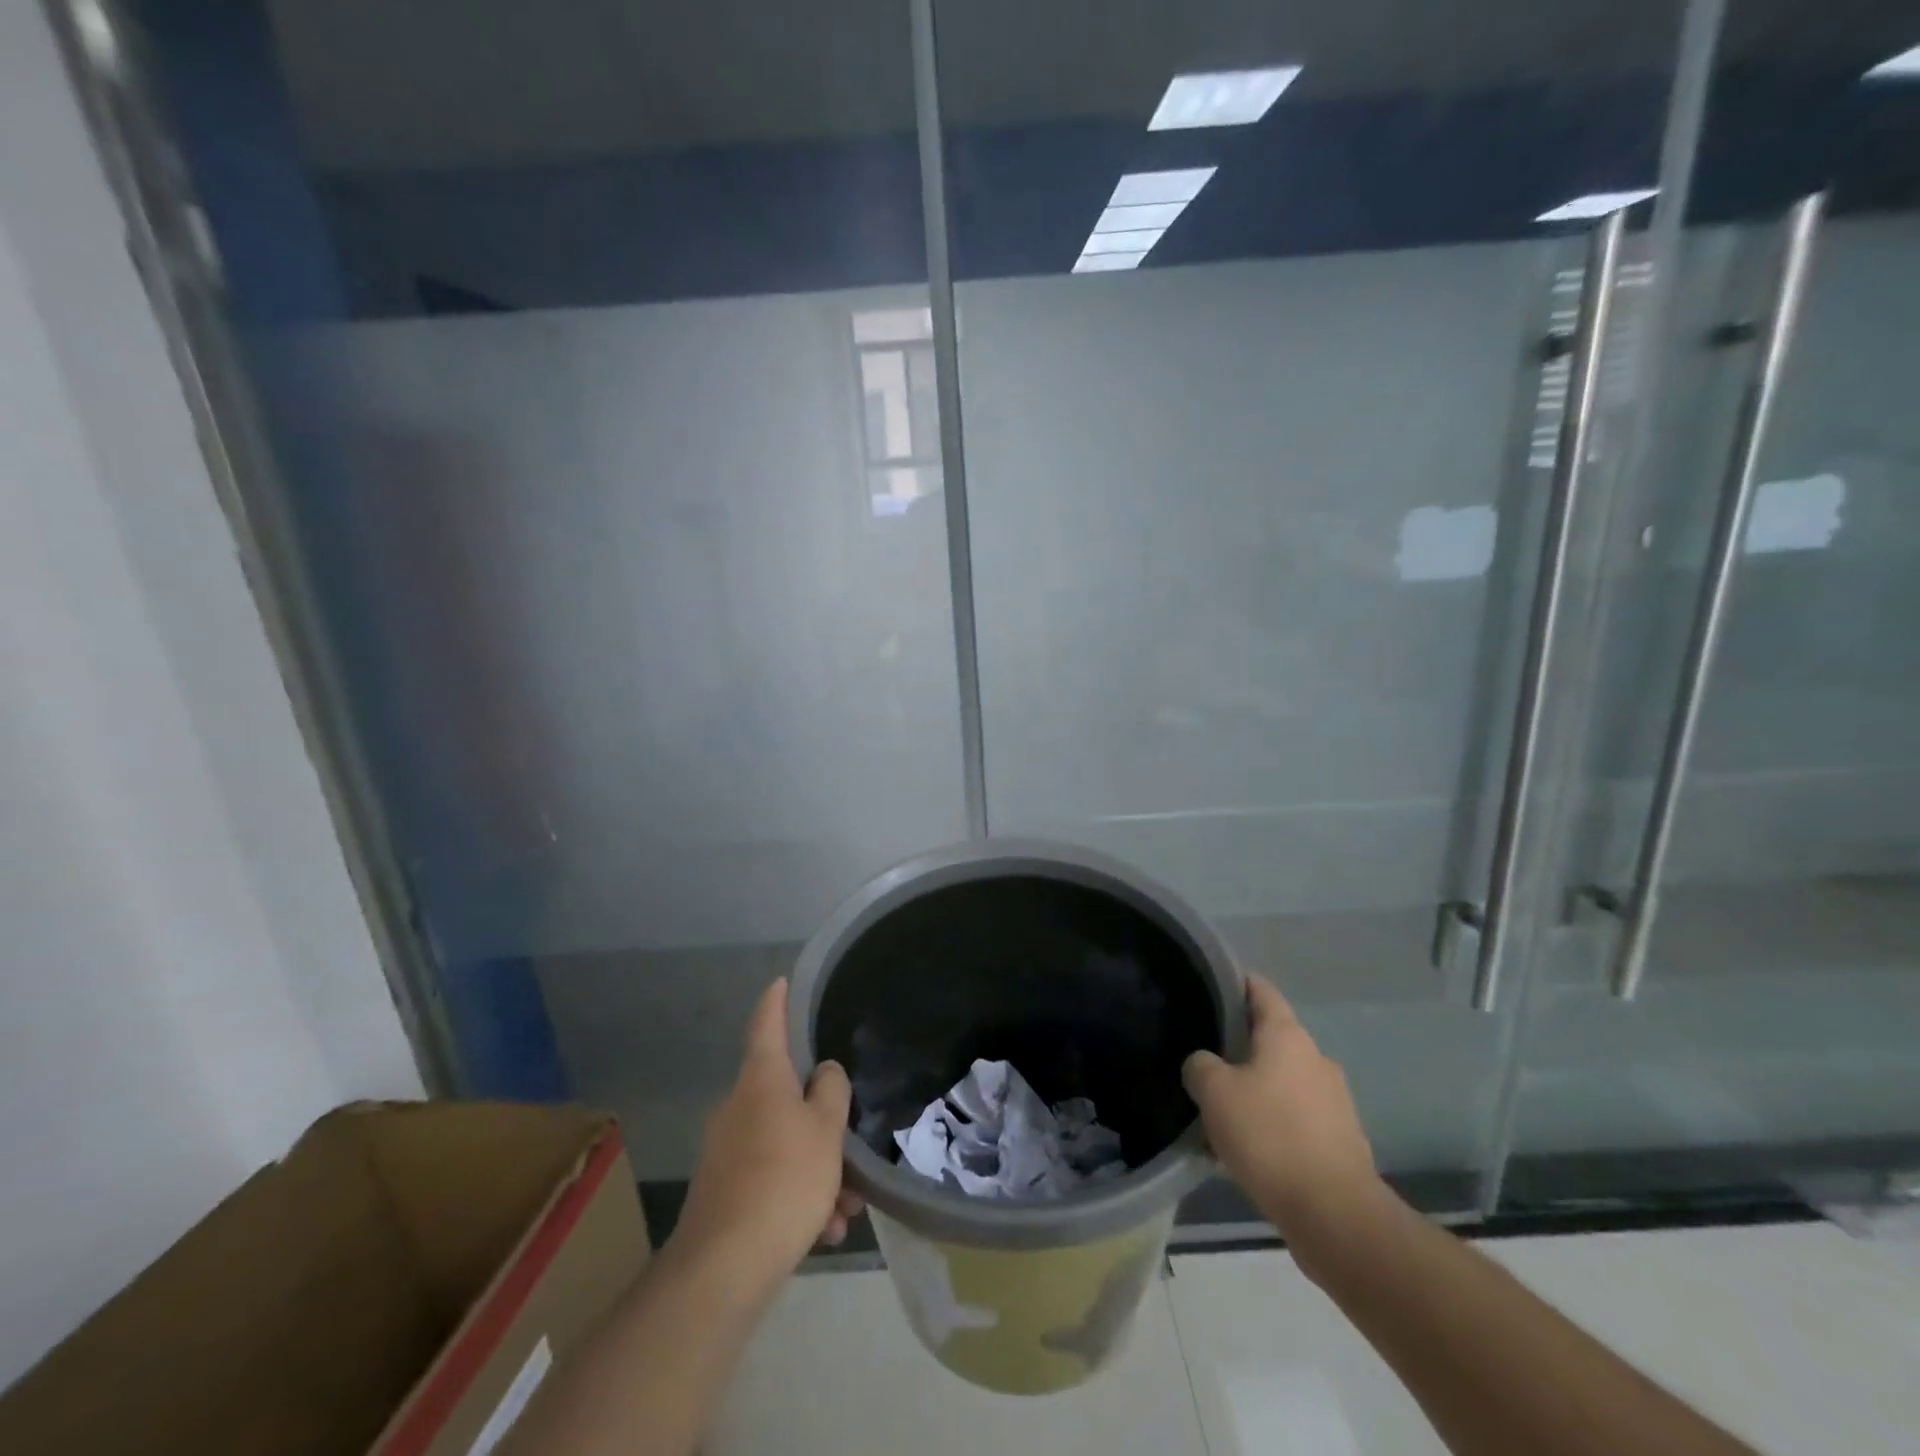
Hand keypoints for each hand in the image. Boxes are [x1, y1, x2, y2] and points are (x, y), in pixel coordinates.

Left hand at [669, 979, 864, 1294]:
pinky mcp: (724, 1191)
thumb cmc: (784, 1179)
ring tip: (846, 1210)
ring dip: (818, 1170)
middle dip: (822, 1122)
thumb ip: (831, 1091)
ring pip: (784, 1145)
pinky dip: (799, 1197)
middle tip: (851, 1148)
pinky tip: (823, 1232)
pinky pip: (771, 1179)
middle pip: (785, 1096)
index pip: (766, 1024)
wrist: (724, 1267)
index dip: (776, 1001)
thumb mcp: (826, 1129)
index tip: (781, 981)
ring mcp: (726, 1151)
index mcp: (761, 1081)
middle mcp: (738, 1107)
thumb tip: (823, 1073)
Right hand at [1183, 975, 1379, 1241]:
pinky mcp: (1340, 1138)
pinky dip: (1272, 1122)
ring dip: (1255, 1088)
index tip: (1209, 985)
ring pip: (1282, 1080)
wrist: (1336, 1215)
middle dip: (1239, 1045)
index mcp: (1287, 1036)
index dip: (1234, 982)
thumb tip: (1204, 1064)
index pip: (1260, 990)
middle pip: (1271, 1038)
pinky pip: (1296, 1117)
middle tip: (1204, 1057)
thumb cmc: (1270, 1136)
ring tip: (1221, 1109)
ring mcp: (1334, 1099)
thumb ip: (1200, 1065)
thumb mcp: (1214, 1092)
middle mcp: (1315, 1058)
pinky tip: (1248, 1147)